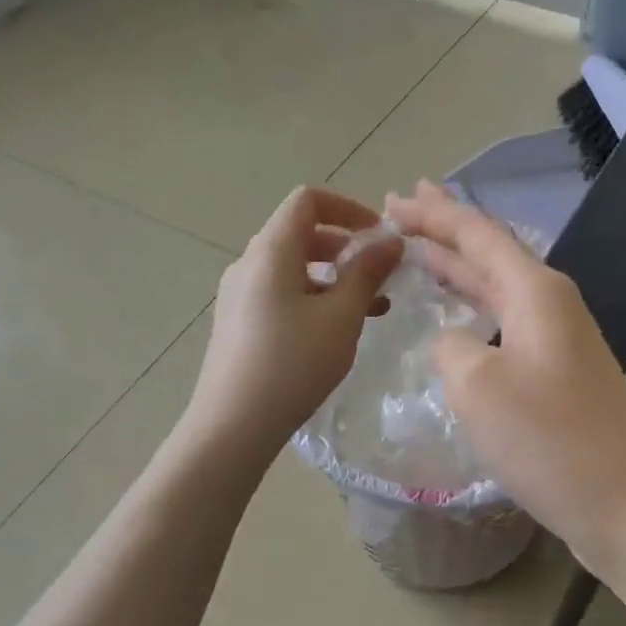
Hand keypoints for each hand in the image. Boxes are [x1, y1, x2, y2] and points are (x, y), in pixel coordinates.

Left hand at [187, 187, 402, 456]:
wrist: (233, 424)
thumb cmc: (293, 363)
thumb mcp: (341, 317)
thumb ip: (368, 273)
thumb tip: (392, 240)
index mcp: (271, 250)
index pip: (308, 200)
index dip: (348, 208)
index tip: (380, 236)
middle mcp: (249, 263)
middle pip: (301, 233)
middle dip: (346, 247)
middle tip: (380, 276)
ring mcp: (239, 294)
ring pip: (293, 267)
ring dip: (333, 277)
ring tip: (369, 309)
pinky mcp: (238, 322)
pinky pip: (280, 293)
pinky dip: (313, 297)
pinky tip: (336, 331)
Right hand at [383, 181, 625, 564]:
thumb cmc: (549, 441)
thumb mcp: (478, 387)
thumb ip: (452, 348)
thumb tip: (454, 344)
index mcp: (536, 292)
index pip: (477, 234)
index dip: (433, 214)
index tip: (394, 199)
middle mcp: (552, 305)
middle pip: (490, 253)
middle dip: (443, 231)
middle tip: (399, 211)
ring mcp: (559, 342)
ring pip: (498, 289)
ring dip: (459, 269)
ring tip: (421, 252)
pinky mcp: (559, 376)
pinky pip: (507, 324)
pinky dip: (476, 310)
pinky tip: (460, 320)